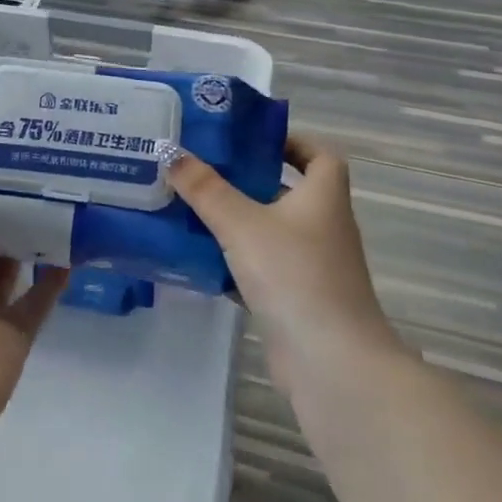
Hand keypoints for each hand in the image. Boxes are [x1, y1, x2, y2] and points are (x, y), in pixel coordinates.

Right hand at [168, 134, 396, 392]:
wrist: (330, 362)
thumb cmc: (293, 275)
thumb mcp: (241, 223)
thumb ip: (205, 188)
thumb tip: (171, 153)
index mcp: (323, 197)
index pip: (320, 155)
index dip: (291, 142)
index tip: (250, 140)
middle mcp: (324, 227)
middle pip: (288, 192)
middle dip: (248, 181)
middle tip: (203, 171)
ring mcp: (313, 266)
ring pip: (271, 232)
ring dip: (237, 222)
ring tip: (191, 209)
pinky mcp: (298, 299)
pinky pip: (263, 268)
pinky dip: (236, 262)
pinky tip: (200, 260)